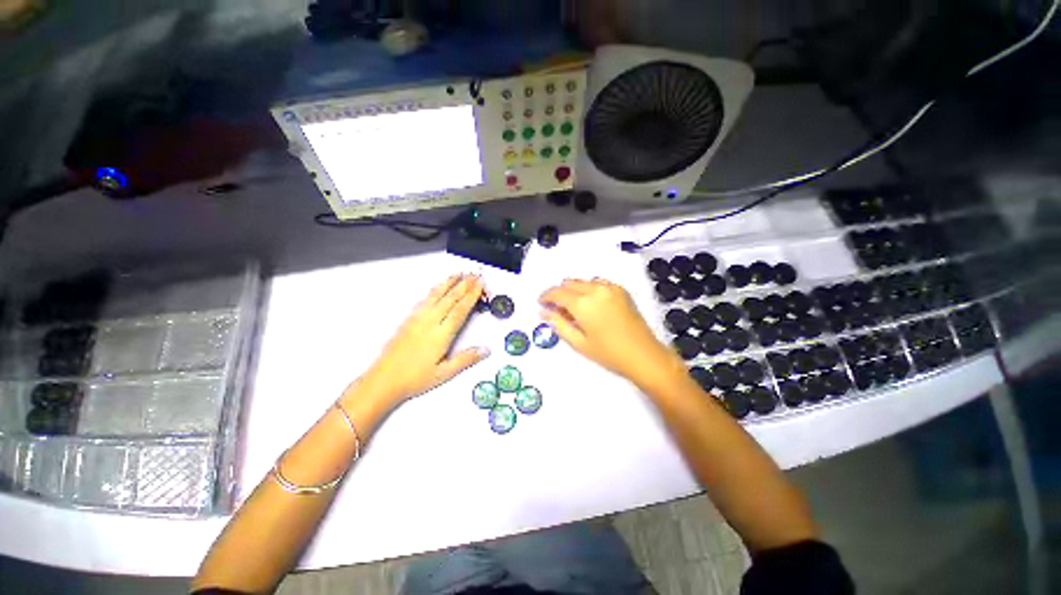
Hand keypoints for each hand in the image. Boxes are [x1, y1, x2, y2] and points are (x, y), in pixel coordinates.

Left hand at [361, 274, 489, 403]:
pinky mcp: (408, 320)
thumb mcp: (444, 373)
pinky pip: (425, 299)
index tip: (480, 285)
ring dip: (449, 283)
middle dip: (464, 285)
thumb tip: (485, 350)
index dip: (472, 295)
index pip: (460, 309)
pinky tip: (438, 287)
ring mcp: (417, 319)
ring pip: (436, 295)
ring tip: (458, 274)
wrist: (383, 380)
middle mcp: (430, 322)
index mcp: (441, 334)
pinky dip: (435, 290)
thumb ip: (466, 359)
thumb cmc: (414, 379)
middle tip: (474, 275)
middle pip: (450, 298)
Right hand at [539, 278, 682, 386]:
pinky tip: (591, 304)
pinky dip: (589, 289)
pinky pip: (598, 283)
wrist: (644, 355)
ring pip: (583, 281)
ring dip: (573, 290)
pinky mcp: (620, 290)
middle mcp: (595, 289)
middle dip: (559, 293)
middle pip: (568, 283)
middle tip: (556, 309)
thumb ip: (558, 324)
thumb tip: (543, 312)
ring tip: (574, 308)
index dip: (546, 296)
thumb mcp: (579, 342)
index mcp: (583, 303)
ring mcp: (610, 287)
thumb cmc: (609, 353)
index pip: (557, 293)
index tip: (541, 303)